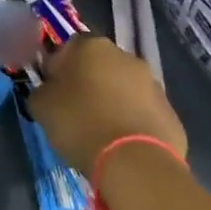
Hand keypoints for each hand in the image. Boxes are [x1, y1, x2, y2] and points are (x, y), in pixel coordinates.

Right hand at [28, 36, 187, 178]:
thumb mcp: (40, 105)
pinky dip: (131, 121)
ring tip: (98, 131)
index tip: (52, 90)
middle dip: (87, 82)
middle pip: (99, 65)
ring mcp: (152, 84)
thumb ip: (43, 89)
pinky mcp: (170, 112)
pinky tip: (120, 143)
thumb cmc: (79, 123)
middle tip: (74, 110)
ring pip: (123, 88)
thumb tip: (50, 90)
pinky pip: (142, 111)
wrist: (134, 162)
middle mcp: (125, 56)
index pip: (67, 47)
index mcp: (91, 46)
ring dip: (111, 101)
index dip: (57, 68)